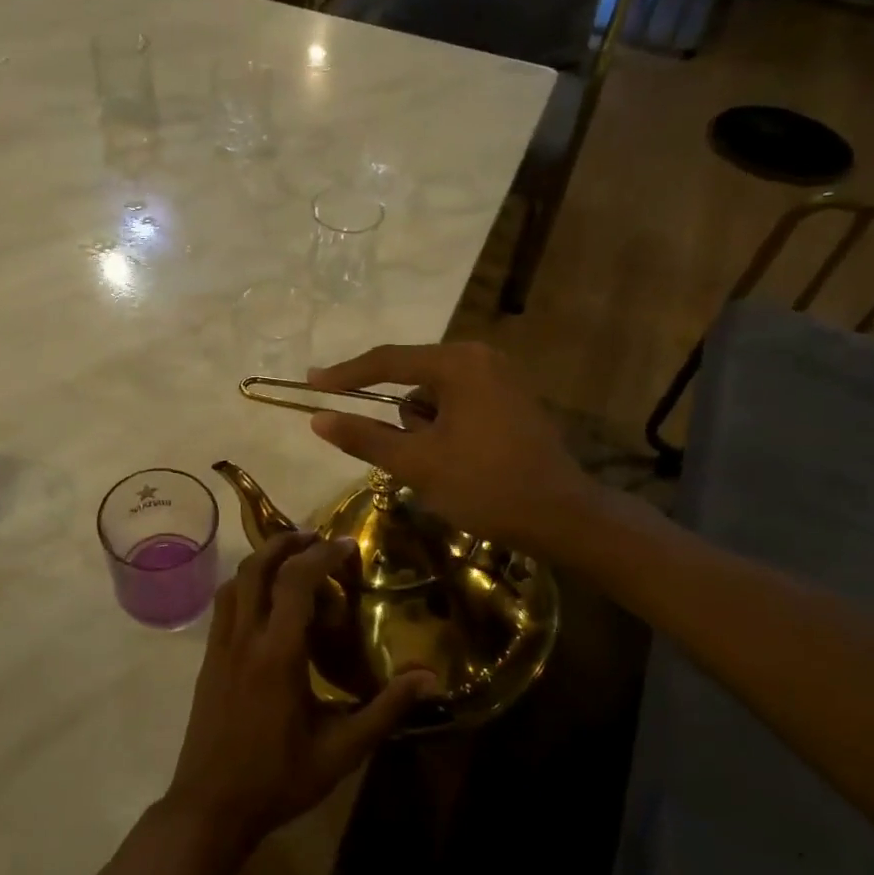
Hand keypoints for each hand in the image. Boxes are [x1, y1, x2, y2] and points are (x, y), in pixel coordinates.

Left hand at [165, 533, 433, 850]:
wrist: (210, 807)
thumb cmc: (278, 779)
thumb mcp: (341, 750)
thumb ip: (385, 710)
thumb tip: (429, 678)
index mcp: (278, 654)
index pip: (297, 581)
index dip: (322, 554)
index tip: (347, 544)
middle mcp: (244, 638)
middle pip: (258, 567)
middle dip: (286, 542)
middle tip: (316, 538)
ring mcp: (220, 647)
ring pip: (236, 581)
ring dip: (262, 560)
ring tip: (292, 561)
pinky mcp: (209, 659)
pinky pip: (224, 604)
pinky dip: (246, 584)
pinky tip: (266, 601)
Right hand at [307, 342, 598, 552]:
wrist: (562, 517)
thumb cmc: (485, 486)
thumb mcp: (417, 463)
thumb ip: (365, 437)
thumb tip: (318, 419)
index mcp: (458, 364)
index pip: (387, 361)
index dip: (345, 374)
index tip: (311, 382)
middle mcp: (482, 358)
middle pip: (413, 378)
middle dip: (400, 419)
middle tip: (403, 456)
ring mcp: (502, 377)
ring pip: (436, 396)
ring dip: (424, 428)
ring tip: (441, 467)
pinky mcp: (512, 400)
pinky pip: (460, 404)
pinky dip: (445, 429)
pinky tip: (460, 462)